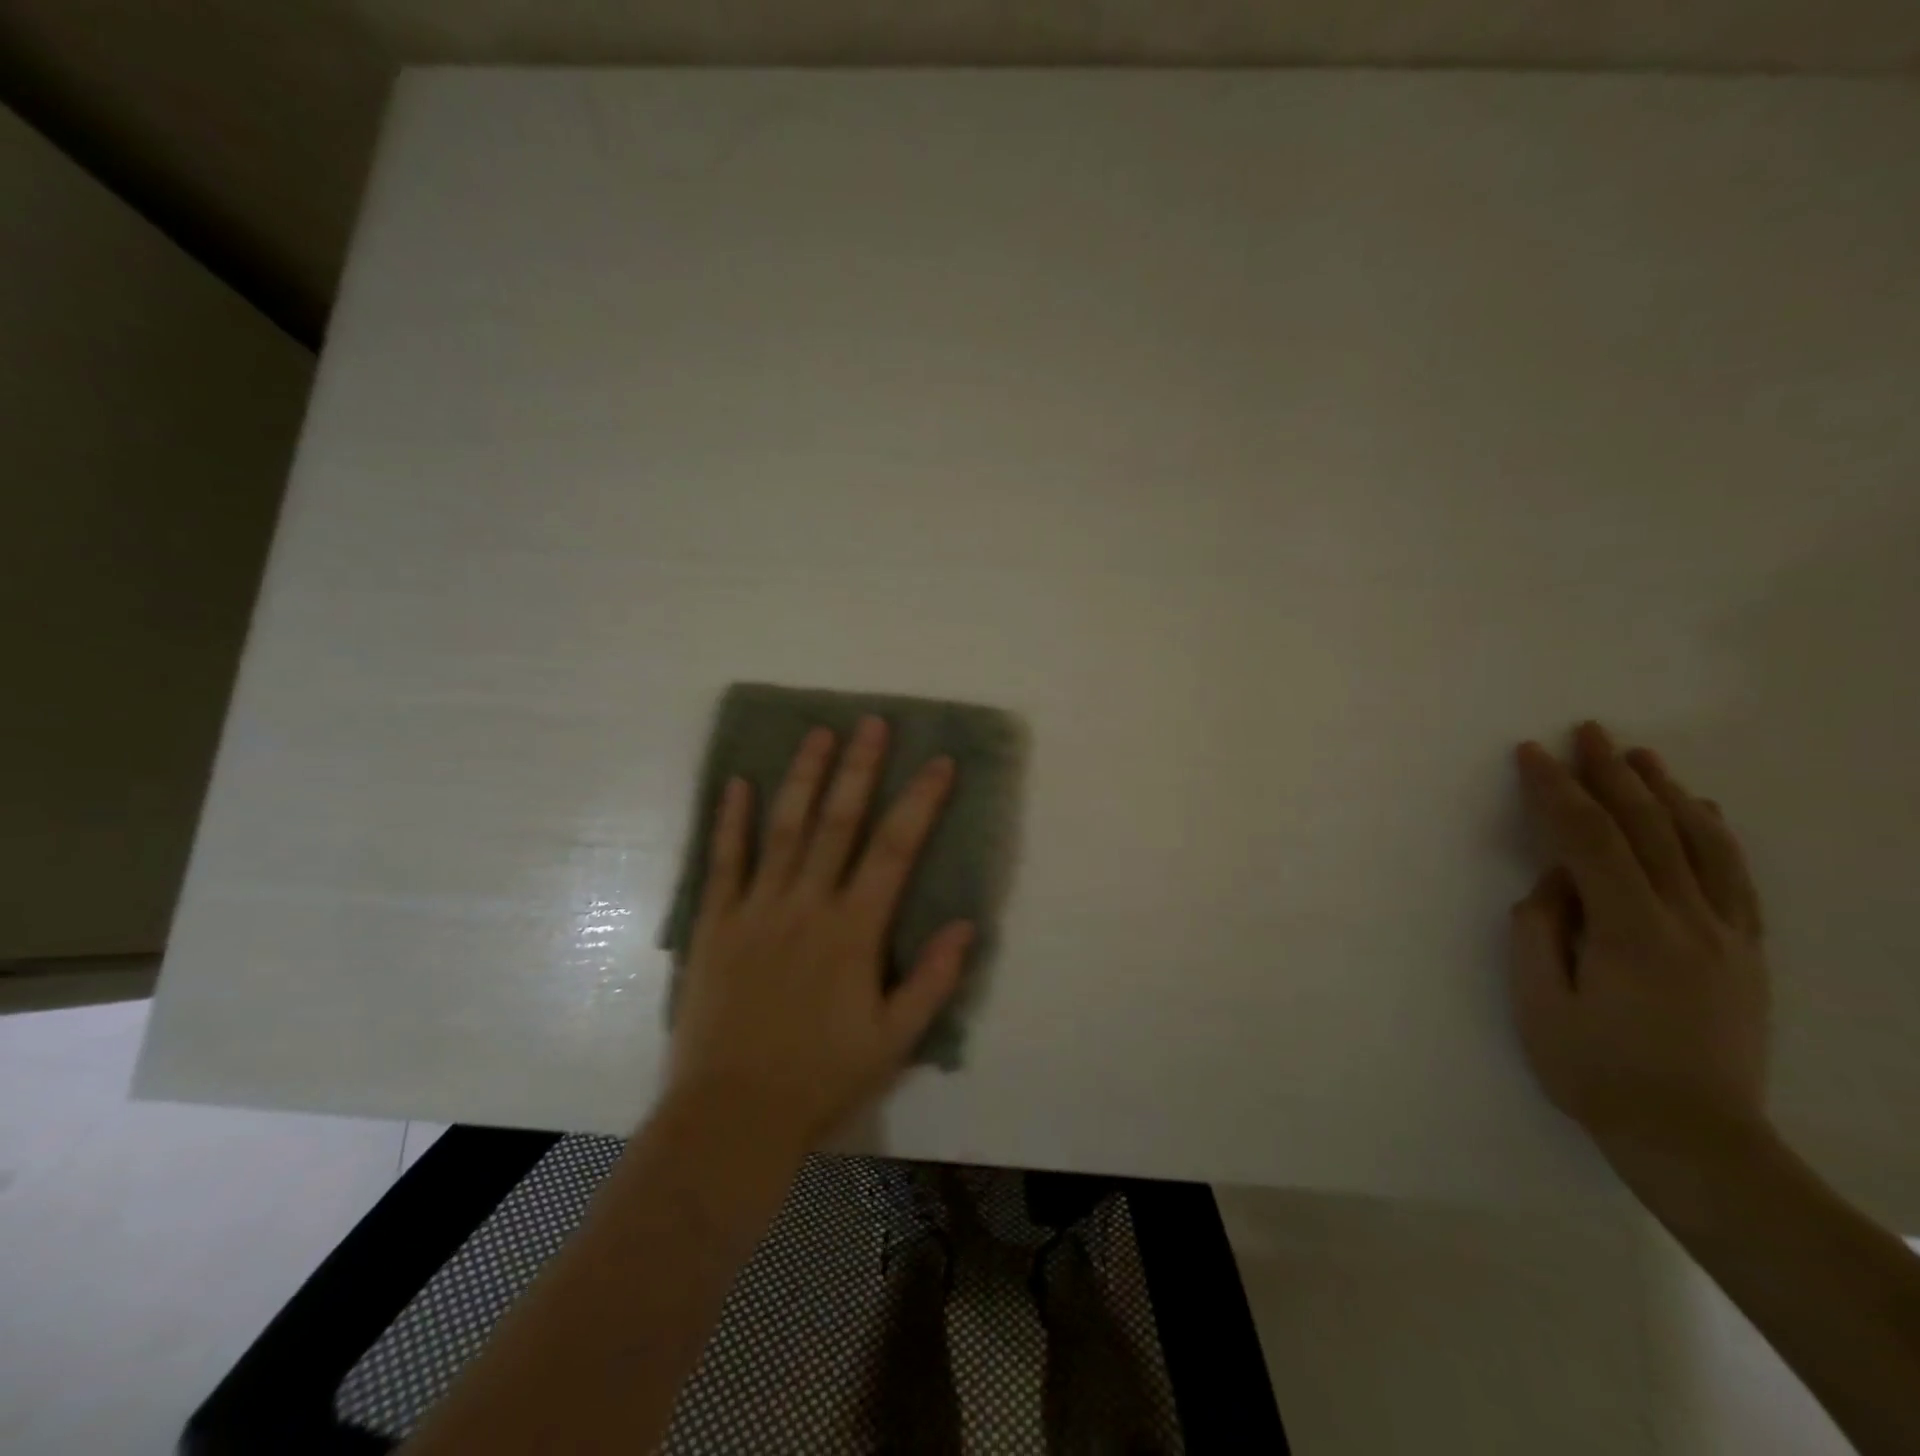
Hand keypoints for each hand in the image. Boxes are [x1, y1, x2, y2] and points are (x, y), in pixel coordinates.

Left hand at [666, 716, 974, 1151]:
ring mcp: (756, 910)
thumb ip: (933, 980)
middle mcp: (806, 905)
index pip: (896, 849)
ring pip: (783, 829)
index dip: (921, 801)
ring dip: (802, 776)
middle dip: (859, 768)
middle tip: (872, 722)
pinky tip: (738, 783)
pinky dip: (731, 821)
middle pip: (838, 822)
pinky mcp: (715, 925)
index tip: (940, 762)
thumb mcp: (894, 1042)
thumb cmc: (820, 1079)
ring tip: (818, 733)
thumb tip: (967, 923)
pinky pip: (723, 862)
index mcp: (853, 930)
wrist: (731, 1117)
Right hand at [1511, 722, 1770, 1176]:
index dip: (1556, 791)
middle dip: (1611, 776)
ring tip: (1639, 758)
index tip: (1530, 754)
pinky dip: (1714, 836)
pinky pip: (1735, 879)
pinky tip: (1701, 812)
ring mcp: (1728, 937)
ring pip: (1700, 846)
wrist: (1695, 1139)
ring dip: (1666, 794)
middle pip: (1649, 830)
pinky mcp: (1745, 954)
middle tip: (1586, 732)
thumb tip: (1554, 884)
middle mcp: (1690, 922)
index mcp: (1631, 932)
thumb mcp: (1538, 1002)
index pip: (1588, 841)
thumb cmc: (1594, 1070)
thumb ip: (1539, 930)